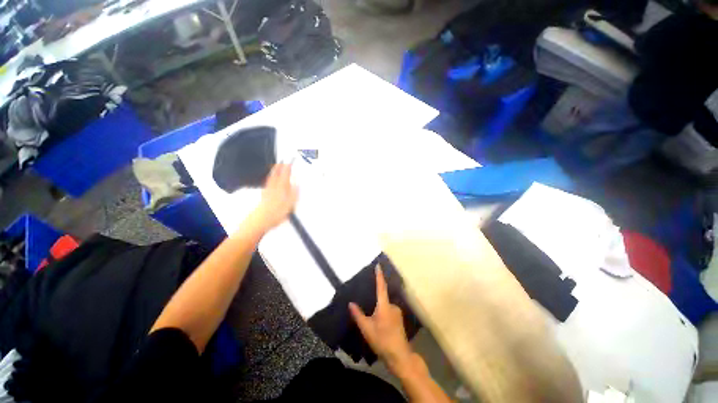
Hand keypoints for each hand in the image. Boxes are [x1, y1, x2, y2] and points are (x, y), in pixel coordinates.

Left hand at [250, 163, 297, 232]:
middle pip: (277, 174)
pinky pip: (268, 183)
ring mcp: (268, 190)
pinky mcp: (264, 195)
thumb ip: (294, 192)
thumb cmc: (277, 212)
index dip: (288, 167)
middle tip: (282, 161)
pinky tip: (270, 180)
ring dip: (274, 171)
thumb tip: (297, 184)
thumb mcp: (291, 203)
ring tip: (276, 167)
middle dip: (280, 167)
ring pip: (271, 178)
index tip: (290, 162)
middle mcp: (274, 187)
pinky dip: (270, 179)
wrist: (262, 219)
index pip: (286, 174)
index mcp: (282, 188)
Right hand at [350, 266, 414, 370]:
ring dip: (380, 311)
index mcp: (384, 305)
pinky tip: (381, 326)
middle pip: (382, 298)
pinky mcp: (399, 319)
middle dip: (376, 302)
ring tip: (374, 323)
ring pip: (385, 307)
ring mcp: (397, 312)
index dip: (379, 275)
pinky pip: (389, 312)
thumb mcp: (366, 328)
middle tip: (369, 313)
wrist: (399, 356)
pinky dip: (384, 315)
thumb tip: (350, 303)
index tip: (378, 265)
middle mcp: (392, 305)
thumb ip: (358, 315)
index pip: (381, 286)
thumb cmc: (381, 340)